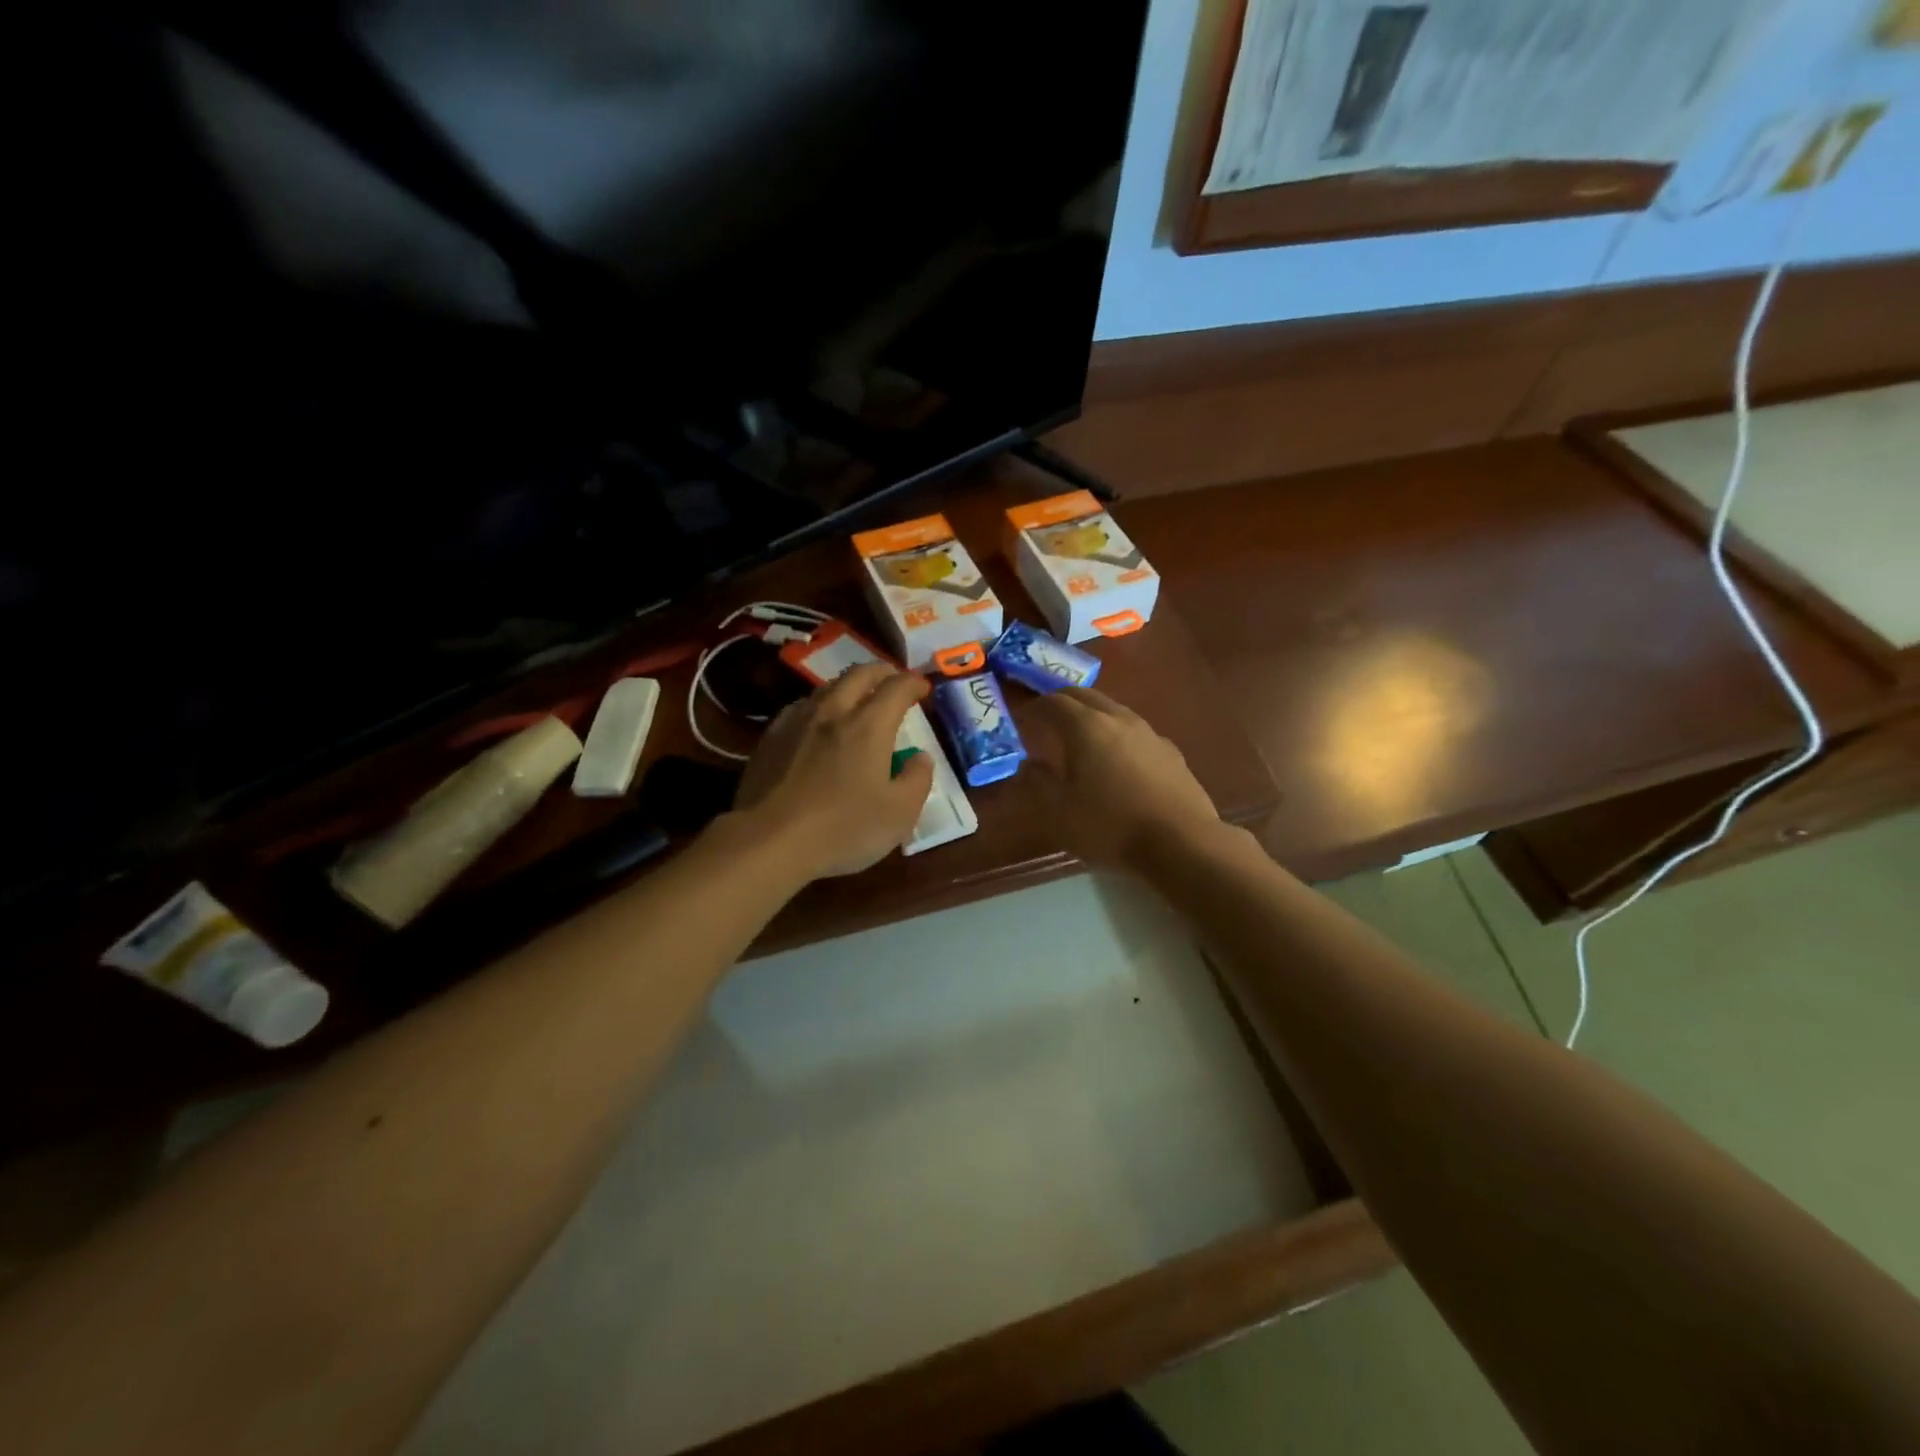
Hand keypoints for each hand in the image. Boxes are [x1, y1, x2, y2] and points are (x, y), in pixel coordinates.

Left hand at [731, 663, 935, 880]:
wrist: (768, 841)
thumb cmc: (842, 828)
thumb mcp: (899, 814)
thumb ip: (917, 780)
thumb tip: (920, 757)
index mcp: (869, 726)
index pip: (896, 688)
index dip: (913, 682)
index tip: (922, 687)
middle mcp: (833, 712)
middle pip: (859, 674)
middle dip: (881, 672)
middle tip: (892, 679)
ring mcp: (797, 722)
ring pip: (827, 687)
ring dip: (848, 686)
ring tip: (857, 698)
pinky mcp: (771, 738)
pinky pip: (800, 707)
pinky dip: (819, 705)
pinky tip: (817, 722)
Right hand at [1022, 688, 1220, 870]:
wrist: (1181, 843)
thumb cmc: (1110, 826)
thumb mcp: (1059, 812)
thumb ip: (1038, 783)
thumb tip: (1028, 764)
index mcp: (1086, 727)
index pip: (1053, 702)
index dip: (1033, 708)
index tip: (1021, 721)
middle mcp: (1119, 719)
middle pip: (1085, 696)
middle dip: (1062, 702)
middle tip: (1046, 720)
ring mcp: (1149, 733)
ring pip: (1113, 710)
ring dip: (1091, 716)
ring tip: (1080, 739)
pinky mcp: (1171, 752)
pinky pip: (1135, 732)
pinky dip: (1117, 735)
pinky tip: (1118, 760)